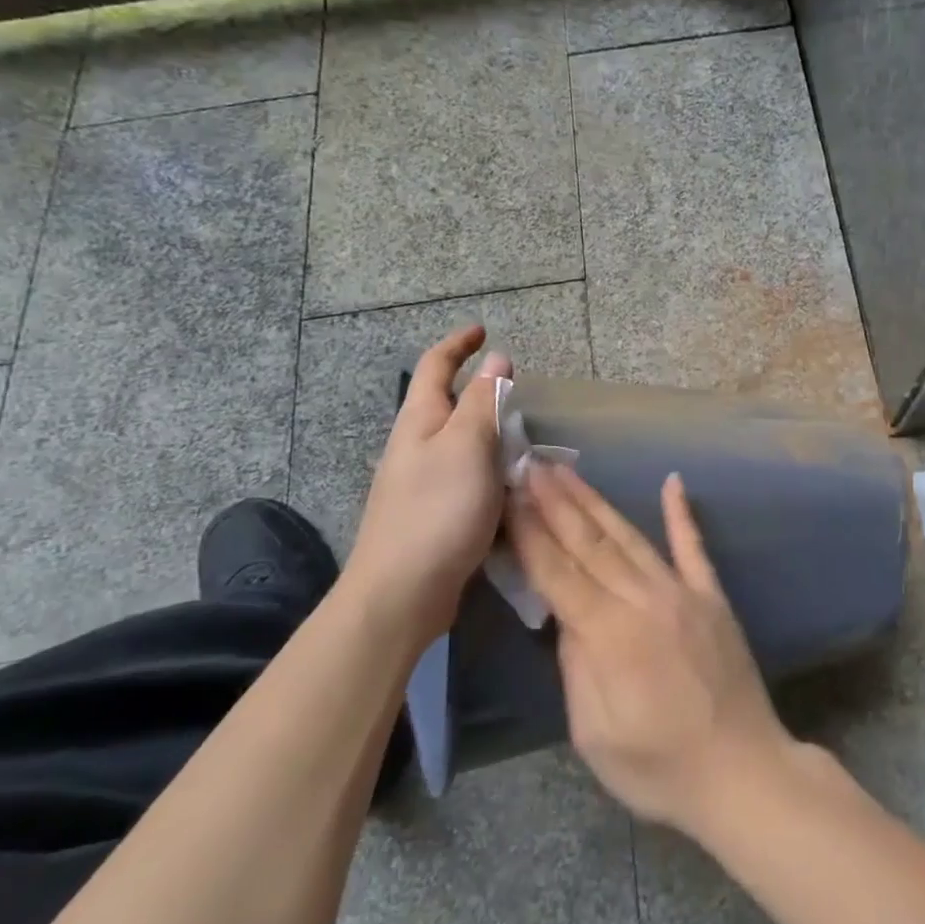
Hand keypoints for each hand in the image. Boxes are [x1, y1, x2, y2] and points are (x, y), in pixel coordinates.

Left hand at [343, 325, 511, 636]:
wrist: (401, 593)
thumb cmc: (437, 510)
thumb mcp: (467, 446)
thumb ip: (484, 402)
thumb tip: (498, 359)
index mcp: (420, 421)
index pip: (437, 367)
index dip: (459, 344)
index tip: (483, 330)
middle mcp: (416, 446)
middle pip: (446, 402)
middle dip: (478, 388)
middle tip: (517, 388)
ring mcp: (421, 482)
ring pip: (459, 441)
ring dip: (488, 430)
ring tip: (523, 435)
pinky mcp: (433, 513)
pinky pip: (466, 474)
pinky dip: (489, 467)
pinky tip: (510, 483)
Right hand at [507, 464, 794, 837]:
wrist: (743, 772)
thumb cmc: (660, 767)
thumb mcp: (595, 733)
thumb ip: (576, 665)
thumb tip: (565, 616)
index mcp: (608, 634)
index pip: (557, 572)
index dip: (530, 531)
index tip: (508, 495)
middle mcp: (644, 599)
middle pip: (589, 543)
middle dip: (555, 501)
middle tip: (530, 464)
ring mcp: (682, 592)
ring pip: (630, 536)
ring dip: (595, 501)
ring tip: (568, 471)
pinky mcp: (712, 596)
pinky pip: (694, 547)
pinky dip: (681, 513)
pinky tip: (672, 481)